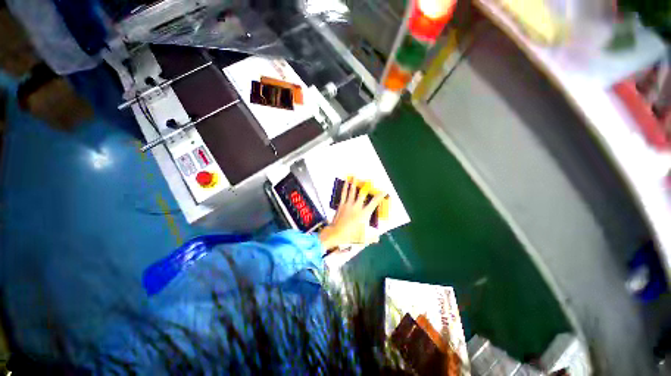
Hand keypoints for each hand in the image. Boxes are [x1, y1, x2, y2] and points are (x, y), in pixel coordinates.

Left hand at [318, 177, 386, 250]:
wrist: (336, 233)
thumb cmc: (350, 236)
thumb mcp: (362, 238)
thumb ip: (371, 238)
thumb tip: (378, 239)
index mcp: (364, 214)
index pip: (374, 203)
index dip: (379, 196)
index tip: (384, 191)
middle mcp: (357, 207)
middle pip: (363, 194)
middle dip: (367, 187)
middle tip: (369, 180)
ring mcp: (348, 205)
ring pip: (352, 192)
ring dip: (354, 183)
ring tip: (356, 176)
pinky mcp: (342, 205)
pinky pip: (344, 194)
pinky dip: (345, 187)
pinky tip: (346, 182)